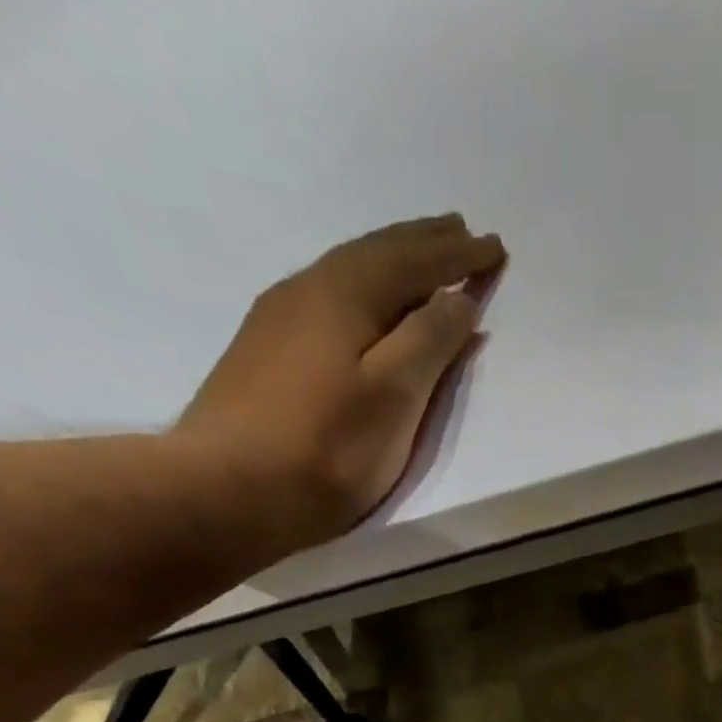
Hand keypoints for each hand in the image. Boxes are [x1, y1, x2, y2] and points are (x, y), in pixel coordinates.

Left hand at [176, 214, 504, 542]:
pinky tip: (365, 303)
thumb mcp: (394, 395)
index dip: (457, 256)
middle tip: (460, 231)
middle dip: (423, 243)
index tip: (494, 246)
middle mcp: (308, 290)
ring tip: (421, 259)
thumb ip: (429, 342)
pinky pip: (329, 296)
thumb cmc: (326, 448)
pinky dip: (364, 288)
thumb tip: (458, 298)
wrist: (226, 489)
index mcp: (346, 295)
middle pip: (376, 254)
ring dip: (392, 260)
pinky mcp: (266, 351)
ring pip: (348, 272)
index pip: (414, 262)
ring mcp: (280, 320)